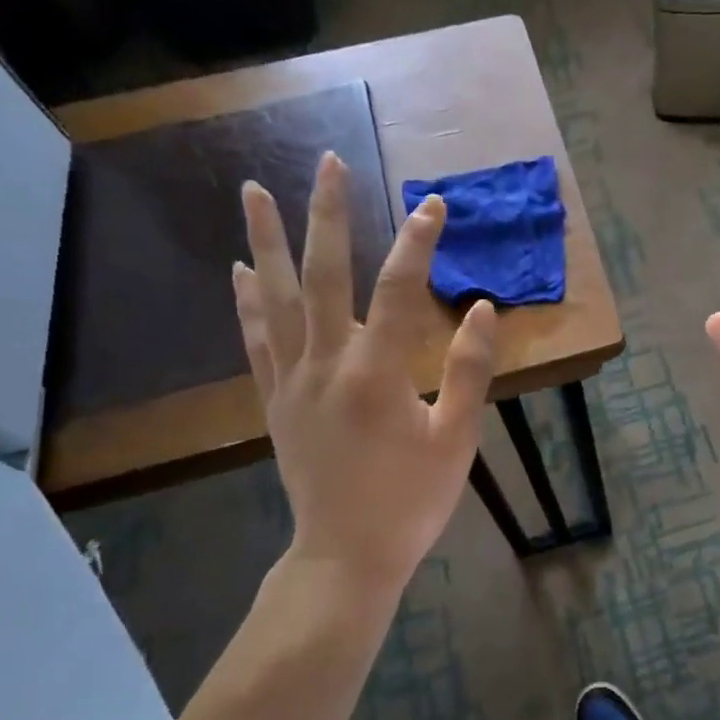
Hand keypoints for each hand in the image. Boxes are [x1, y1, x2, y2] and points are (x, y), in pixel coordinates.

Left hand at [233, 153, 496, 602]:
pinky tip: (238, 271)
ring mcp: (291, 382)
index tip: (434, 204)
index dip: (417, 243)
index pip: (397, 291)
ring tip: (254, 190)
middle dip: (329, 215)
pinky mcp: (275, 403)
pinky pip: (255, 342)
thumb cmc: (411, 502)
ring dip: (265, 242)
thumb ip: (468, 371)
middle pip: (323, 276)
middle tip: (329, 162)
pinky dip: (246, 303)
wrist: (347, 556)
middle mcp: (325, 365)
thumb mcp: (456, 440)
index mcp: (375, 374)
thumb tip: (481, 309)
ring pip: (274, 299)